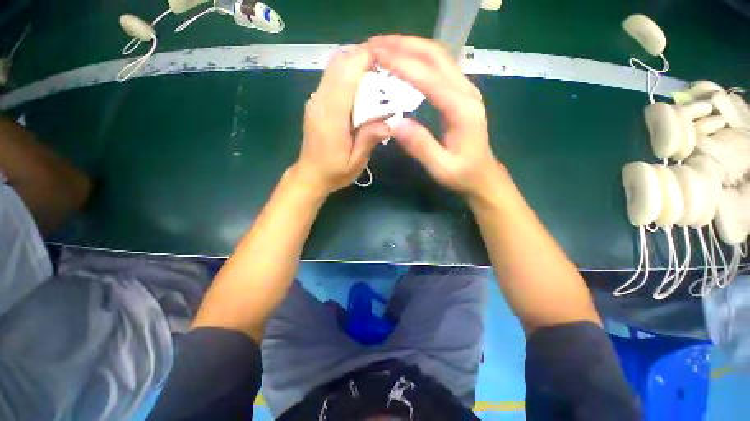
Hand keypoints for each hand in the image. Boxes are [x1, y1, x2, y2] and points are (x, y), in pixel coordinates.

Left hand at [293, 45, 391, 195]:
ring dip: (355, 63)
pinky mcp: (315, 103)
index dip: (365, 58)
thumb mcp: (355, 163)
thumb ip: (369, 140)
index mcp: (331, 118)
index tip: (387, 58)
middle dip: (362, 56)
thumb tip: (390, 122)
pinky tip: (361, 86)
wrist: (310, 176)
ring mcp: (315, 101)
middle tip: (386, 66)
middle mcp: (320, 103)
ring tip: (377, 74)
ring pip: (333, 67)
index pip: (346, 75)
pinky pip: (331, 78)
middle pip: (338, 64)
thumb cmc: (334, 173)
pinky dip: (347, 73)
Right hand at [368, 35, 504, 198]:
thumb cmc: (462, 173)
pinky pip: (438, 67)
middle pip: (435, 55)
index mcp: (462, 109)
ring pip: (437, 56)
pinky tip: (402, 61)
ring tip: (383, 47)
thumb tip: (395, 123)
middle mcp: (466, 91)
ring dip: (410, 46)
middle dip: (403, 45)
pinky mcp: (459, 93)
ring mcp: (465, 89)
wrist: (482, 174)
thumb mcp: (441, 167)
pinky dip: (417, 58)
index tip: (375, 56)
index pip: (429, 77)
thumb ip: (421, 146)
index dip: (401, 64)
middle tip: (374, 44)